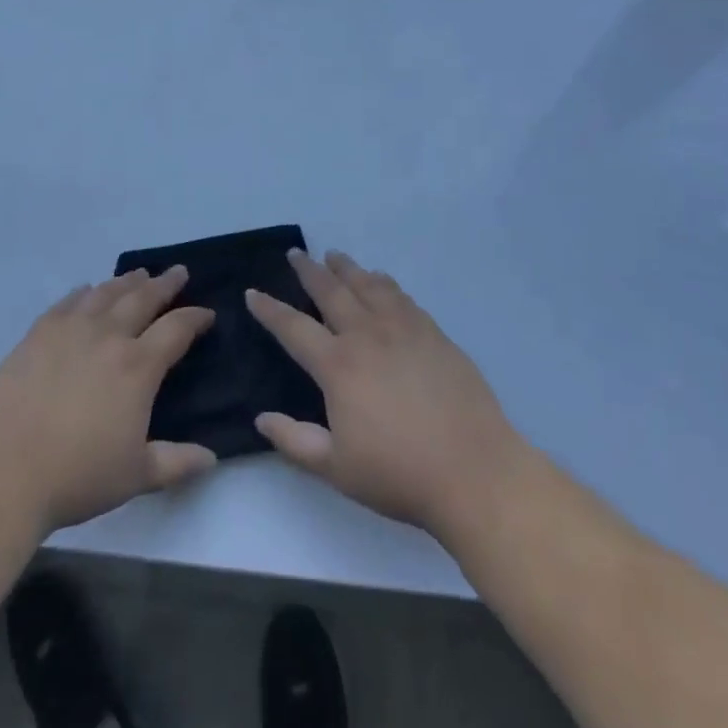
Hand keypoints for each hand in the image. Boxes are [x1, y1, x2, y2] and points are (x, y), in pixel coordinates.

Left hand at [0, 268, 216, 533]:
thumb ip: (176, 462)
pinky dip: (84, 292)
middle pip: (143, 298)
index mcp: (138, 366)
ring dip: (127, 281)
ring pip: (106, 293)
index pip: (177, 329)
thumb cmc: (77, 476)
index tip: (207, 313)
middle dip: (165, 284)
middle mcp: (108, 336)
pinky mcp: (38, 334)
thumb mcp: (136, 476)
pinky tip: (87, 290)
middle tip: (178, 272)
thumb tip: (211, 458)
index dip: (195, 318)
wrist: (3, 472)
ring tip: (139, 274)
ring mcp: (70, 330)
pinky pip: (68, 302)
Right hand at [247, 250, 528, 541]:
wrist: (474, 471)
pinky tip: (381, 279)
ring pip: (368, 285)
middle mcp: (367, 335)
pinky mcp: (433, 333)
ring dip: (347, 268)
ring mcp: (404, 329)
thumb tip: (262, 417)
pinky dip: (384, 282)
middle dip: (309, 270)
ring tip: (334, 256)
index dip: (270, 310)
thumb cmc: (399, 474)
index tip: (253, 292)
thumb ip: (295, 441)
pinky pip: (401, 296)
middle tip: (296, 253)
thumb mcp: (337, 468)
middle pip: (331, 292)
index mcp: (338, 366)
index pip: (293, 328)